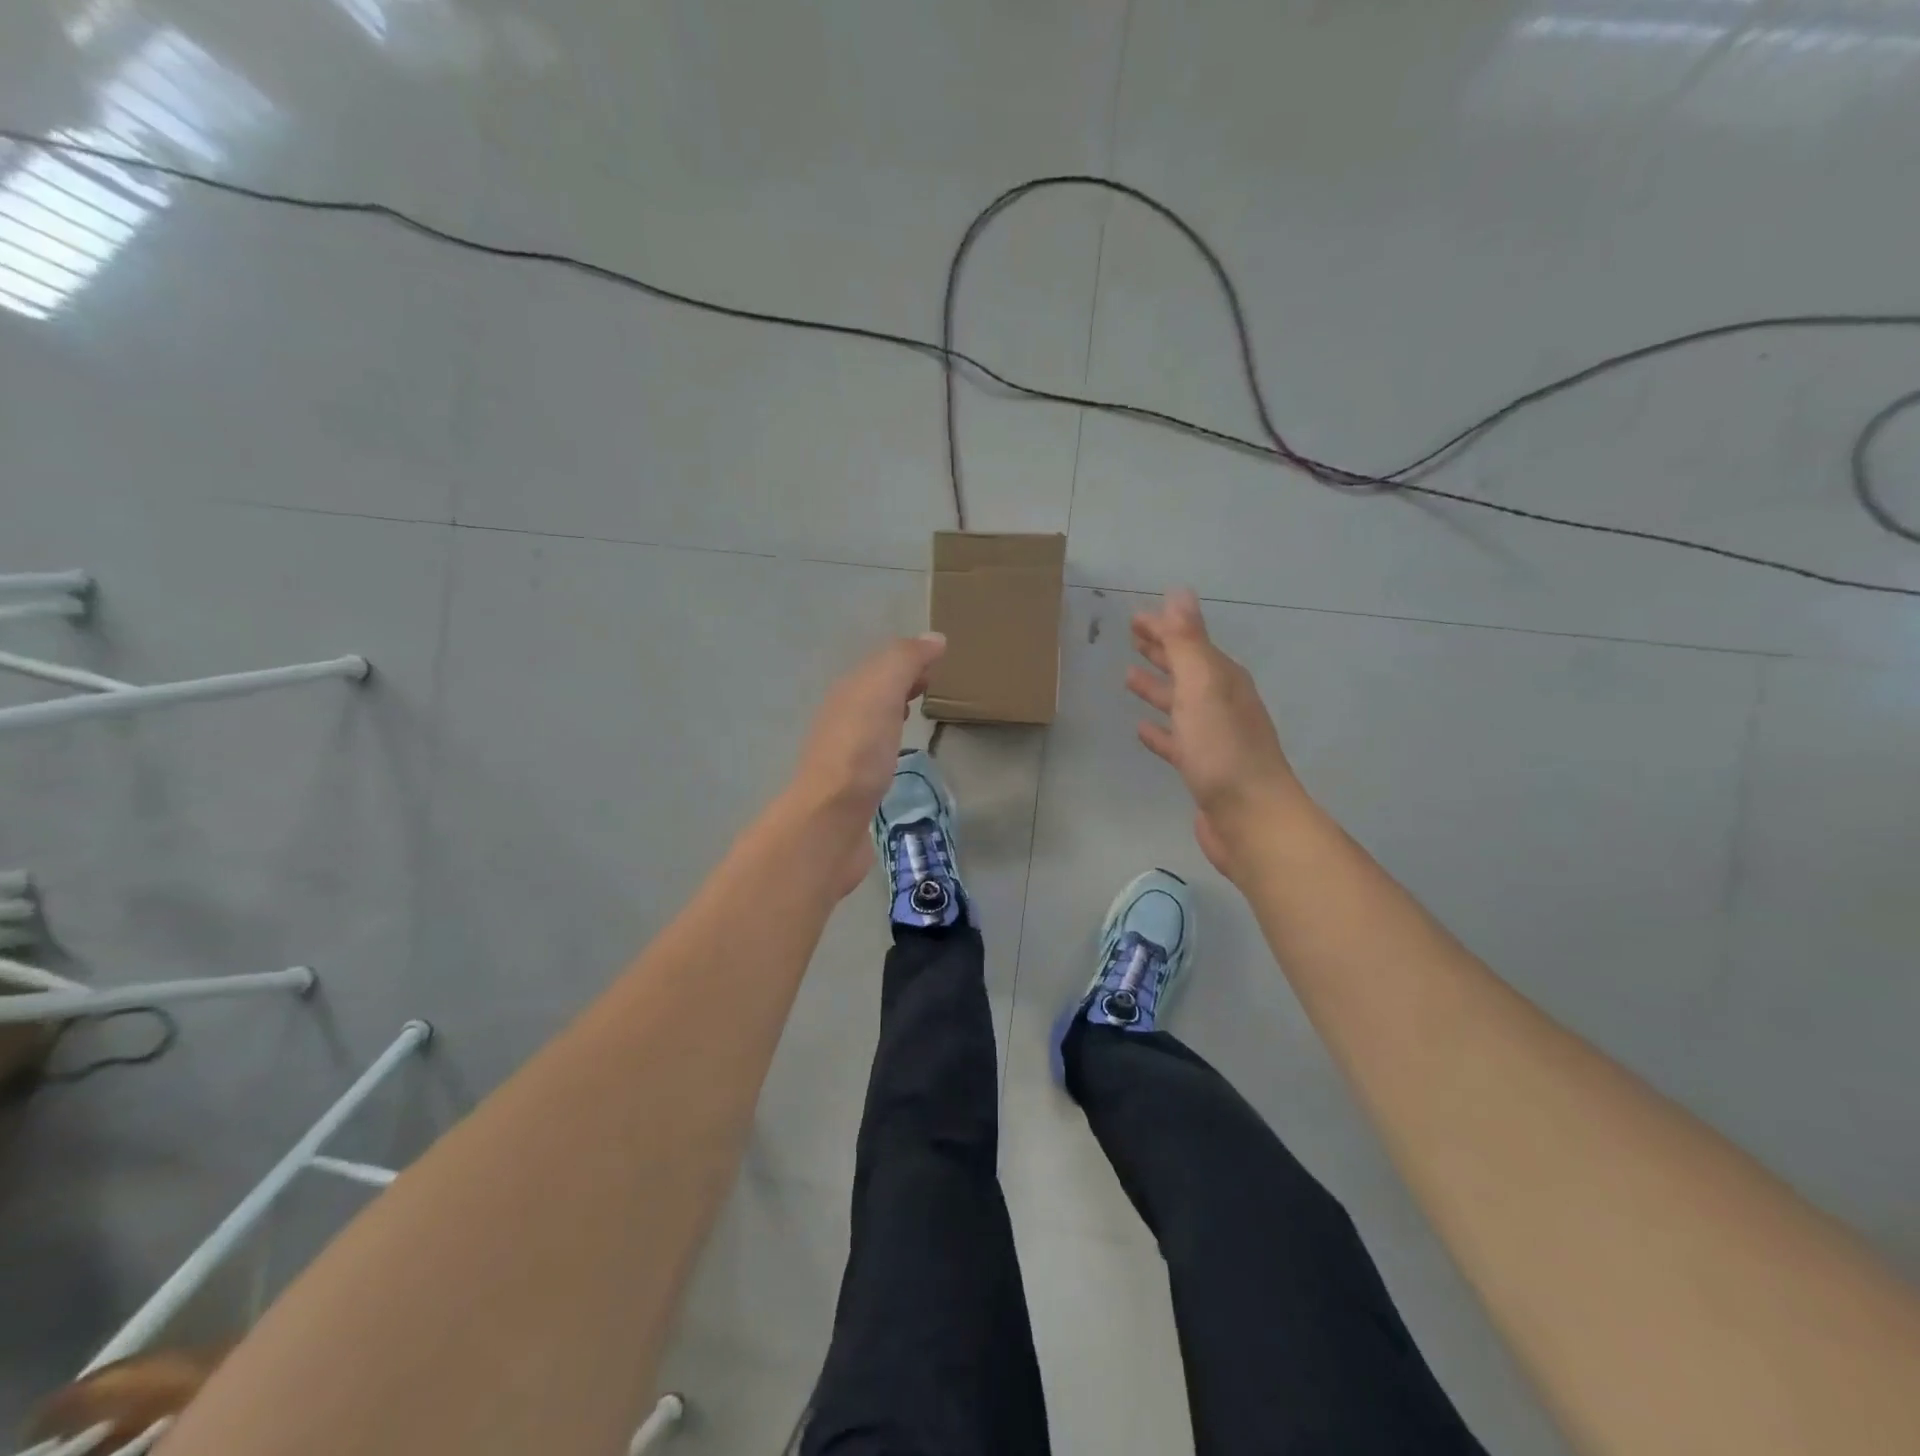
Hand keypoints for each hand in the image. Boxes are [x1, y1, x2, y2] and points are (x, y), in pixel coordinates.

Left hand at [786, 632, 946, 893]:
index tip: (939, 661)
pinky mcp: (853, 785)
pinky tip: (900, 753)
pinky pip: (874, 751)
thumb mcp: (881, 692)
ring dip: (894, 710)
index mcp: (847, 693)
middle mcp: (841, 717)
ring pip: (873, 719)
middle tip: (934, 683)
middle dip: (901, 681)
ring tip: (920, 711)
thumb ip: (904, 662)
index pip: (881, 664)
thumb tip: (933, 638)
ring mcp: (845, 753)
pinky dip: (890, 741)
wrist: (830, 820)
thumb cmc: (859, 752)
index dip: (908, 658)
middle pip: (875, 690)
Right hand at [1128, 589, 1301, 877]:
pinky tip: (1142, 730)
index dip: (1164, 628)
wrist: (1251, 818)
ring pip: (1180, 703)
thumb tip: (1179, 592)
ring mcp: (1214, 738)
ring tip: (1129, 677)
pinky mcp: (1202, 769)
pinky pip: (1176, 741)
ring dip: (1157, 688)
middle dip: (1162, 651)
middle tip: (1133, 636)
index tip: (1136, 618)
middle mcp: (1221, 703)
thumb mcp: (1203, 687)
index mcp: (1223, 680)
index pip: (1190, 643)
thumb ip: (1188, 642)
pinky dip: (1160, 731)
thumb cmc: (1224, 750)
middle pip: (1187, 669)